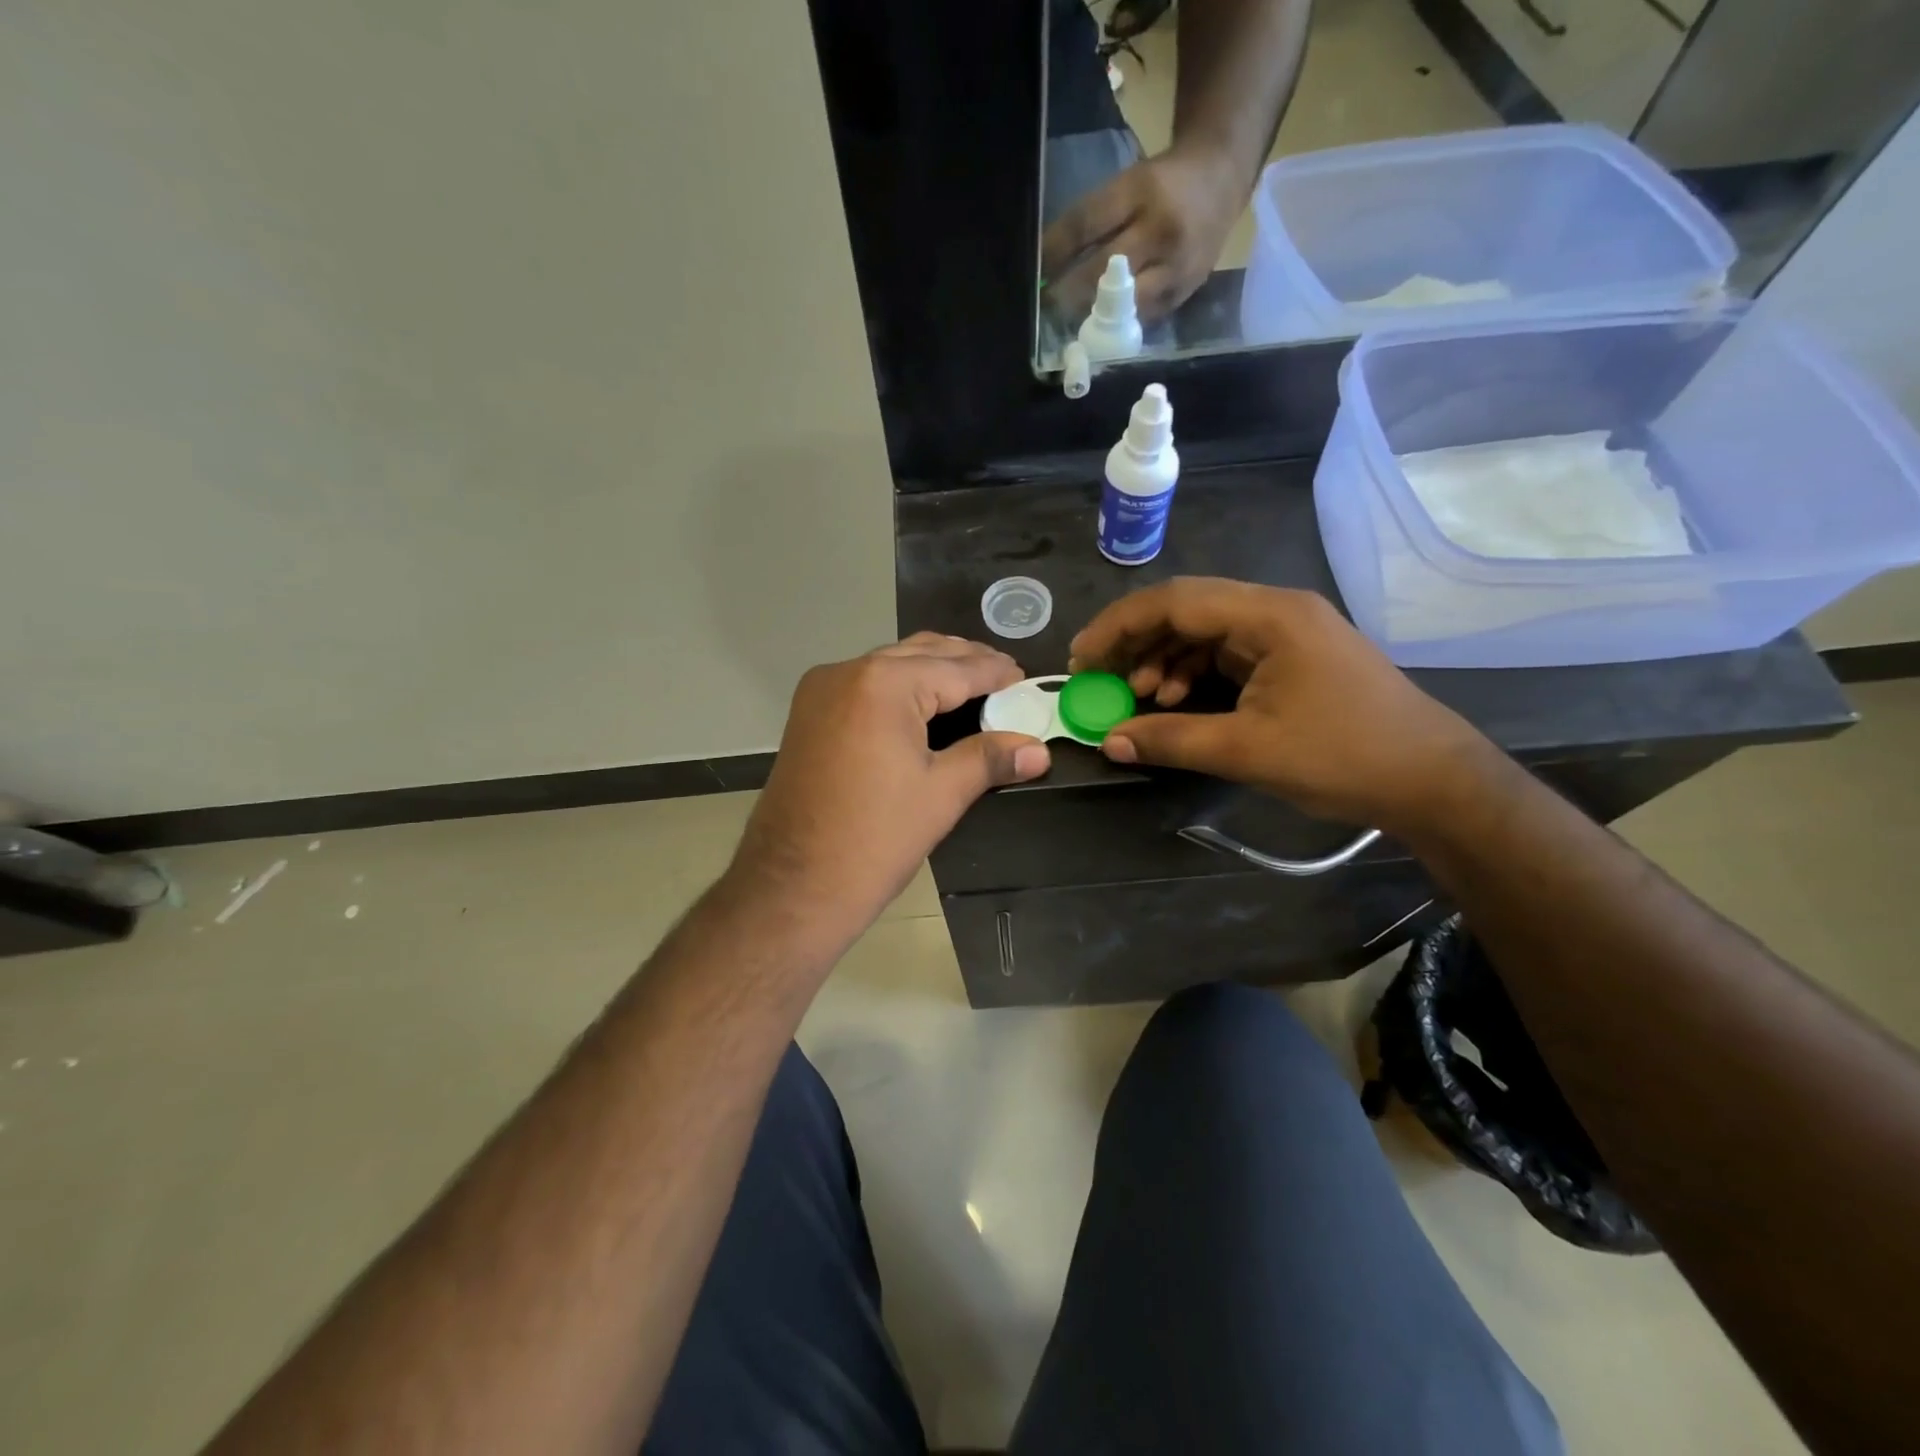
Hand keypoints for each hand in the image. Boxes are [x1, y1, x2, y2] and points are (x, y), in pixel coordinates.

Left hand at [730, 634, 1049, 942]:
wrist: (791, 887)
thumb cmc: (875, 839)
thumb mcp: (941, 794)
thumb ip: (990, 759)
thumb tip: (1039, 750)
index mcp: (883, 684)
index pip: (955, 668)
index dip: (995, 673)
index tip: (1026, 678)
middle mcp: (847, 672)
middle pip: (921, 654)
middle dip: (965, 663)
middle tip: (1005, 679)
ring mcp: (820, 691)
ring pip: (890, 665)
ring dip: (932, 671)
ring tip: (973, 687)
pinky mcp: (808, 714)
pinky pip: (865, 684)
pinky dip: (900, 687)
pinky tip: (925, 704)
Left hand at [1042, 147, 1244, 323]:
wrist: (1222, 180)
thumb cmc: (1163, 185)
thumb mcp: (1127, 185)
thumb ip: (1093, 222)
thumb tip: (1049, 266)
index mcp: (1140, 192)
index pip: (1086, 225)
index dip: (1055, 252)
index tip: (1034, 272)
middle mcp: (1160, 231)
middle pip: (1104, 272)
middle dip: (1070, 294)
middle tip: (1046, 308)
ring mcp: (1176, 267)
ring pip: (1125, 305)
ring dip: (1093, 319)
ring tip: (1069, 327)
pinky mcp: (1184, 294)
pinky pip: (1143, 318)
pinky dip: (1119, 326)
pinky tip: (1101, 332)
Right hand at [1068, 579, 1492, 834]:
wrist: (1432, 781)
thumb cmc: (1344, 757)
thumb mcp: (1248, 751)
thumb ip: (1172, 740)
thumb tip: (1110, 740)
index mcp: (1269, 616)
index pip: (1174, 601)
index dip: (1119, 626)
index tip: (1082, 659)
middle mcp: (1276, 610)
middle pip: (1187, 609)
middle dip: (1136, 641)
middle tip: (1099, 677)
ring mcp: (1287, 632)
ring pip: (1204, 631)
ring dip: (1164, 660)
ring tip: (1141, 697)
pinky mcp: (1292, 658)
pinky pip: (1226, 653)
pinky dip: (1193, 673)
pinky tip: (1179, 702)